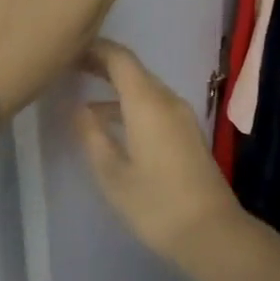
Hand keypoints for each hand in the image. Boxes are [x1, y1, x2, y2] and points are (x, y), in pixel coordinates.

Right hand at [71, 39, 245, 267]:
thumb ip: (93, 136)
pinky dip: (130, 104)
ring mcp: (181, 115)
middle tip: (69, 67)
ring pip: (144, 88)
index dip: (95, 49)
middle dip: (103, 65)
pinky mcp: (187, 131)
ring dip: (116, 88)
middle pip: (134, 70)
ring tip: (82, 97)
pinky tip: (111, 124)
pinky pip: (154, 104)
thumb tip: (78, 108)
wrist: (211, 230)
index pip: (121, 59)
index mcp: (148, 102)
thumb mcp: (113, 174)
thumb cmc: (156, 204)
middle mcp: (167, 100)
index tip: (68, 49)